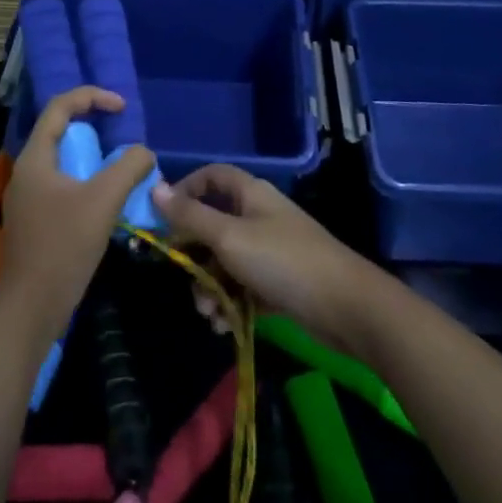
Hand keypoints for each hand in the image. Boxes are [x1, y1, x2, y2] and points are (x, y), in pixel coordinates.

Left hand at [0, 87, 156, 340]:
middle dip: (93, 125)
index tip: (122, 106)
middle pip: (59, 130)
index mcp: (35, 157)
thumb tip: (144, 152)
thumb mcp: (102, 201)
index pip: (60, 107)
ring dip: (92, 156)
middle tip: (123, 133)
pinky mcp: (36, 220)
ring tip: (121, 165)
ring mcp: (29, 197)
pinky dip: (86, 180)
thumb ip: (127, 168)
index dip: (92, 96)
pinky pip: (63, 184)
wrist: (30, 308)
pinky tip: (108, 198)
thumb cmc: (63, 247)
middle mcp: (27, 171)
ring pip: (63, 160)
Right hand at [151, 164, 381, 348]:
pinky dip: (230, 301)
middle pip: (213, 223)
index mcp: (250, 193)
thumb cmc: (283, 262)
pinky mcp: (278, 281)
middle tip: (184, 278)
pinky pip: (242, 284)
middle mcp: (258, 215)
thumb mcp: (228, 237)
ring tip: (209, 315)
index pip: (211, 177)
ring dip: (210, 286)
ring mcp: (270, 248)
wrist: (346, 308)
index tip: (163, 219)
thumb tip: (155, 189)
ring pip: (225, 259)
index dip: (185, 191)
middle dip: (194, 254)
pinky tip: (224, 325)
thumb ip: (190, 216)